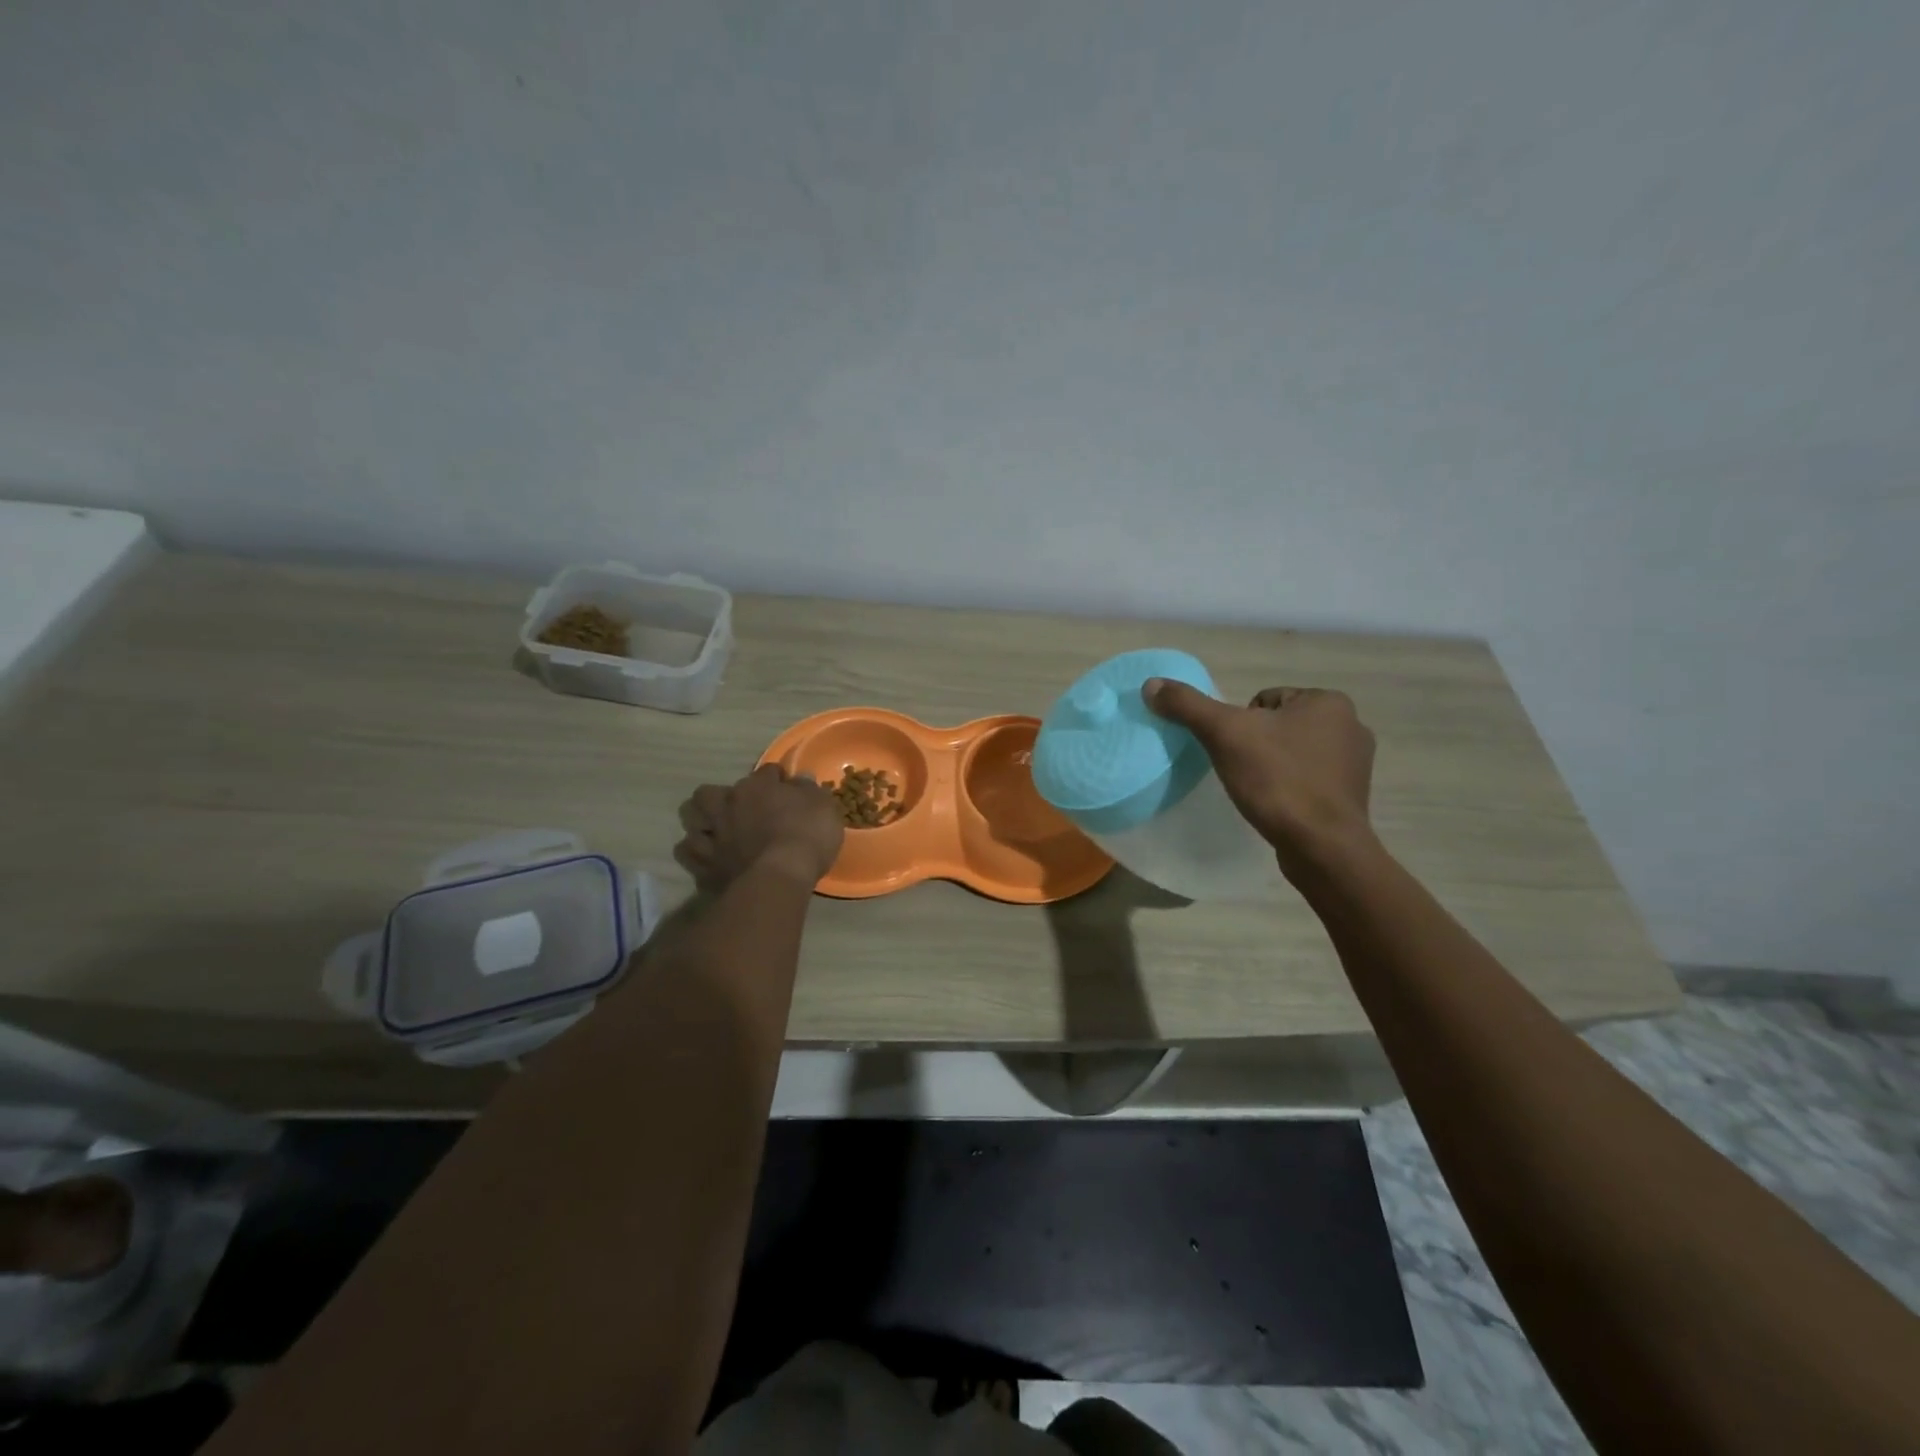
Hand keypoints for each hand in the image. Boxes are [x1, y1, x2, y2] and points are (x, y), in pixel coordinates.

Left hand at [674, 764, 844, 892]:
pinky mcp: (704, 867)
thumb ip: (809, 790)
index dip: (777, 779)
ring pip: (690, 821)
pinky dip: (696, 854)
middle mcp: (727, 806)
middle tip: (734, 808)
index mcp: (756, 787)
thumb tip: (801, 778)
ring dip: (700, 823)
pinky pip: (688, 855)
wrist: (779, 878)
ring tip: (713, 830)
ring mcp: (712, 837)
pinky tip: (709, 858)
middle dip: (717, 797)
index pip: (766, 772)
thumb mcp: (823, 806)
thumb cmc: (805, 836)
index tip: (786, 787)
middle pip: (707, 793)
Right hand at [1144, 679, 1376, 877]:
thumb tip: (1151, 684)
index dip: (1240, 725)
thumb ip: (1187, 705)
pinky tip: (1278, 806)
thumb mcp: (1224, 734)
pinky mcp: (1351, 796)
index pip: (1263, 700)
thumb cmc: (1278, 780)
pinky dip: (1289, 788)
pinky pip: (1308, 779)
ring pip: (1292, 752)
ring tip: (1259, 791)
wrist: (1321, 846)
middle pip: (1277, 725)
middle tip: (1243, 771)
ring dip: (1272, 766)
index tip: (1236, 751)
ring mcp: (1356, 763)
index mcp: (1328, 701)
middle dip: (1256, 745)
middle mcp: (1351, 725)